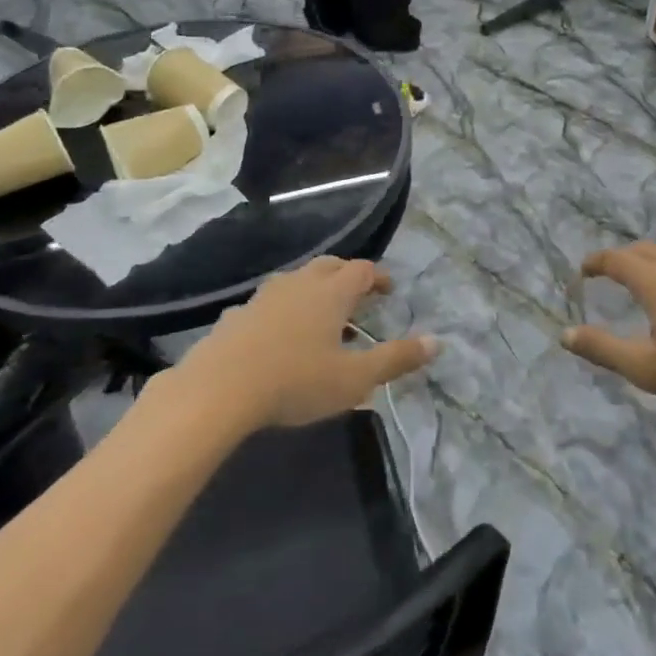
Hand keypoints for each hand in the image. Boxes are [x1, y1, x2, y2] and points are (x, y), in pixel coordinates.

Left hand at [173, 257, 434, 430]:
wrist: (218, 389)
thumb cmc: (296, 381)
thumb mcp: (355, 378)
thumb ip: (396, 359)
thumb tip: (437, 341)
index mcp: (331, 292)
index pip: (362, 270)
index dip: (378, 277)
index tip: (388, 290)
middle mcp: (299, 284)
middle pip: (329, 266)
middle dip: (347, 275)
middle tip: (358, 295)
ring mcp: (264, 297)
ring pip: (296, 281)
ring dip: (314, 290)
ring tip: (321, 316)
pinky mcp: (236, 315)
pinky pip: (268, 304)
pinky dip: (282, 311)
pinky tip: (278, 336)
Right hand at [563, 243, 655, 411]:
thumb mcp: (647, 367)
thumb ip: (603, 349)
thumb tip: (565, 335)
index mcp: (655, 280)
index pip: (616, 259)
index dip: (596, 262)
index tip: (584, 270)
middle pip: (644, 249)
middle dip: (623, 257)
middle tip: (611, 272)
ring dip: (653, 257)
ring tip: (648, 274)